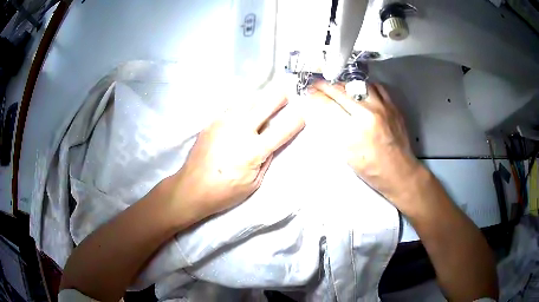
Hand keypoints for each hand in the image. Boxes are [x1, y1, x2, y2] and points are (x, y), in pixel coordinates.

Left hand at [173, 94, 304, 219]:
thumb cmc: (224, 192)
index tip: (301, 115)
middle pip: (265, 103)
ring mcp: (224, 123)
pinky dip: (241, 108)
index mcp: (254, 150)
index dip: (297, 120)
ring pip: (246, 101)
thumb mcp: (254, 184)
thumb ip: (266, 161)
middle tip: (284, 94)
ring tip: (262, 104)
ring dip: (258, 100)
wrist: (191, 188)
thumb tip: (271, 145)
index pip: (283, 130)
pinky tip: (240, 115)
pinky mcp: (211, 123)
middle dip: (279, 96)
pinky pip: (230, 109)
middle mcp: (240, 130)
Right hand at [309, 82, 420, 201]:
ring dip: (342, 83)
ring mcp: (383, 107)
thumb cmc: (372, 170)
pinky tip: (357, 90)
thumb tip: (318, 111)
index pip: (327, 104)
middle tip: (316, 84)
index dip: (314, 96)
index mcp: (354, 132)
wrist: (399, 171)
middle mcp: (369, 114)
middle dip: (324, 85)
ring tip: (335, 86)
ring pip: (356, 83)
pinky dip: (362, 86)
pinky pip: (374, 86)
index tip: (308, 92)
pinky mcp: (392, 105)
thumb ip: (332, 131)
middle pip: (340, 90)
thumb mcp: (346, 155)